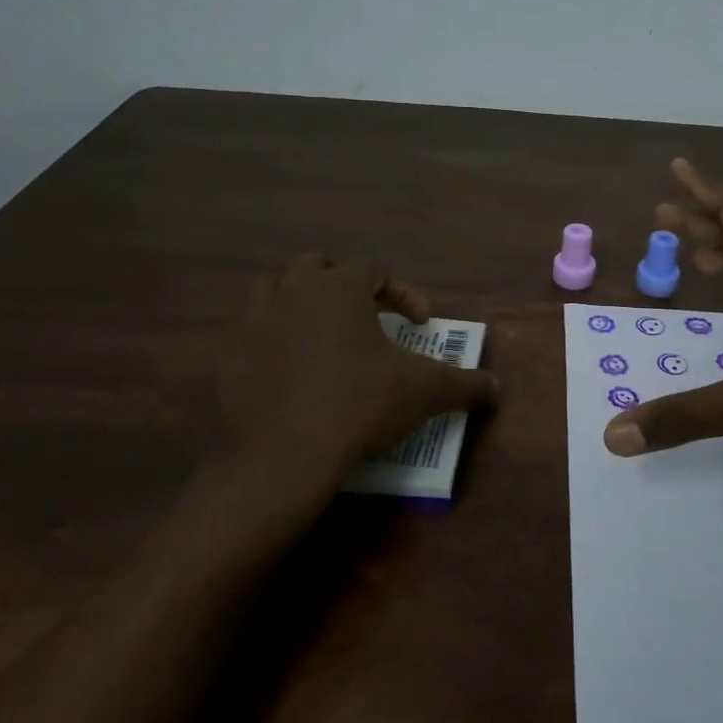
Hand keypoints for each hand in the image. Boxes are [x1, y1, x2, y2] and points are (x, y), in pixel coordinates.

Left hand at [222, 254, 498, 491]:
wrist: (281, 457)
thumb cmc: (359, 405)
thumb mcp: (422, 392)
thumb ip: (463, 384)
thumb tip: (495, 387)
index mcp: (338, 288)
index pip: (376, 269)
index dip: (404, 292)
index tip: (420, 324)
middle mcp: (292, 292)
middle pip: (317, 266)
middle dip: (344, 283)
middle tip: (364, 315)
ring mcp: (252, 322)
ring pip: (273, 290)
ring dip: (298, 302)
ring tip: (320, 333)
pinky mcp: (227, 357)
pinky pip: (249, 335)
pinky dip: (271, 343)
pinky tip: (289, 374)